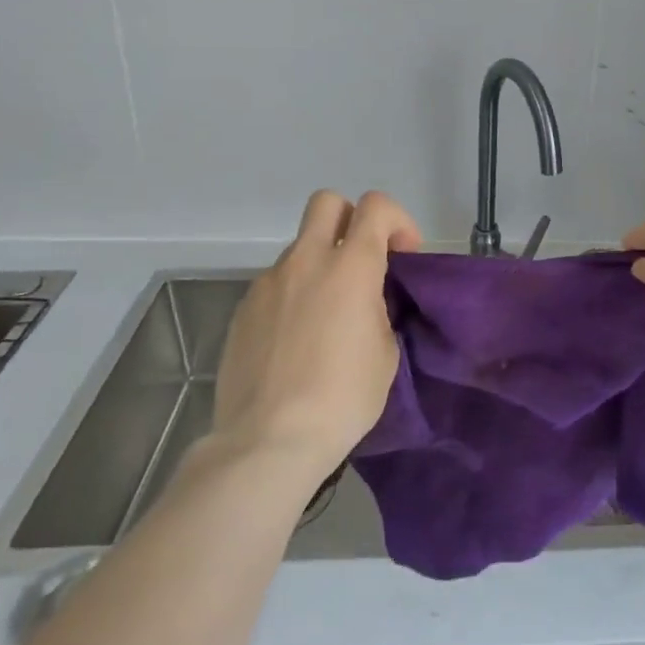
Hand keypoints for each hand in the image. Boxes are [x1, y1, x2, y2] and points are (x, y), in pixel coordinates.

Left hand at [213, 190, 422, 478]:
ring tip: (327, 315)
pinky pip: (275, 284)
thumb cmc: (343, 397)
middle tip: (362, 261)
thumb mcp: (385, 351)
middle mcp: (306, 261)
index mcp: (351, 267)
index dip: (397, 220)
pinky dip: (293, 295)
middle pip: (327, 202)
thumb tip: (365, 300)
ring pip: (299, 247)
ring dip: (320, 264)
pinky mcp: (242, 310)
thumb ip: (378, 308)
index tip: (403, 255)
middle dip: (351, 219)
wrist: (268, 441)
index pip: (376, 206)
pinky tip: (296, 339)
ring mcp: (268, 283)